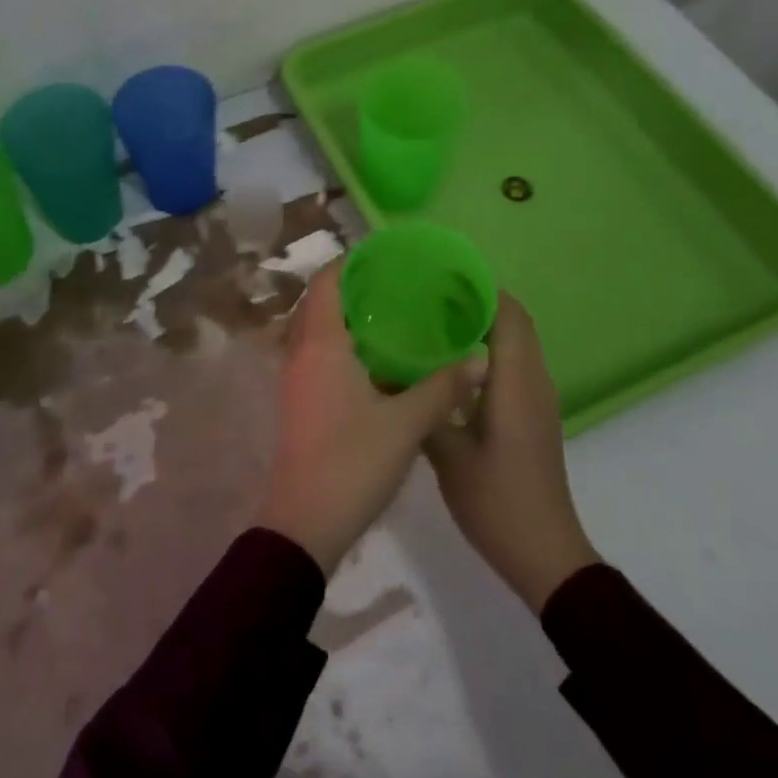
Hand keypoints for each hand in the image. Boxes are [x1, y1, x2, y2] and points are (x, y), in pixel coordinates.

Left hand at [257, 261, 472, 574]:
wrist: (305, 522)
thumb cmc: (352, 462)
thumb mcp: (407, 423)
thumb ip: (444, 387)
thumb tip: (481, 359)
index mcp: (321, 344)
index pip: (326, 282)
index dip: (350, 262)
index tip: (384, 255)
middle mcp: (301, 353)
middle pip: (319, 302)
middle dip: (352, 287)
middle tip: (396, 283)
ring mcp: (296, 378)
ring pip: (317, 330)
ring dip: (346, 317)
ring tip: (392, 314)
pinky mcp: (300, 401)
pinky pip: (318, 354)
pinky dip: (343, 344)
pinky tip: (379, 360)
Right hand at [425, 294, 598, 610]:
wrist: (544, 555)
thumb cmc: (497, 501)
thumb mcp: (448, 455)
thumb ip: (422, 406)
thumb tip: (388, 370)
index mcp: (517, 383)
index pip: (509, 316)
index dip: (481, 288)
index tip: (441, 275)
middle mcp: (533, 383)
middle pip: (514, 323)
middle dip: (477, 300)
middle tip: (428, 293)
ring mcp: (536, 401)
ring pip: (515, 343)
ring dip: (483, 324)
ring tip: (432, 318)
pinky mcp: (530, 417)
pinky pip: (512, 365)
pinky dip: (487, 349)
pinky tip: (447, 362)